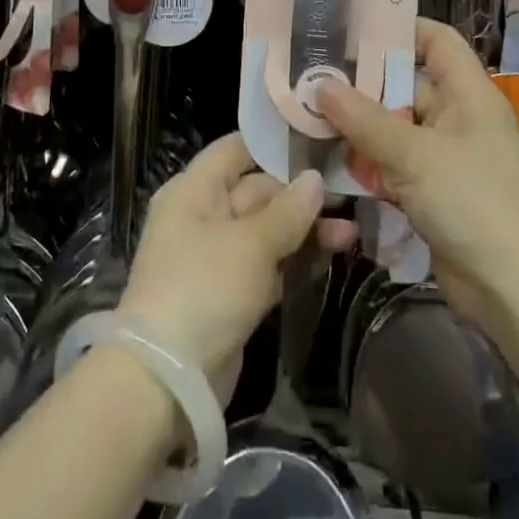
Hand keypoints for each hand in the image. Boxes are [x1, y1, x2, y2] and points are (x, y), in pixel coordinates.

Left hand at [117, 133, 353, 402]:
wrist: (167, 380)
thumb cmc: (204, 288)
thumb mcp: (250, 244)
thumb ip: (287, 211)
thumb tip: (316, 178)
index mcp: (195, 190)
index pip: (236, 149)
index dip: (274, 143)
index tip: (318, 139)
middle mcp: (202, 214)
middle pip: (256, 190)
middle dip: (300, 194)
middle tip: (349, 194)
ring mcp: (215, 255)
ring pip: (265, 229)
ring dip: (304, 229)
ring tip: (351, 231)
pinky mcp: (229, 293)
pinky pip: (266, 263)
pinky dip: (294, 259)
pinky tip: (332, 254)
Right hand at [316, 18, 518, 325]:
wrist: (513, 291)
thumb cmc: (473, 203)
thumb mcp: (414, 155)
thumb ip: (364, 120)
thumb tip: (320, 86)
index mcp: (468, 94)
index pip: (436, 41)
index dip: (399, 29)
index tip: (351, 29)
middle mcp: (457, 118)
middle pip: (405, 84)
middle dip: (362, 83)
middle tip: (312, 75)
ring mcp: (445, 156)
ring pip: (394, 126)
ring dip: (358, 126)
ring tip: (308, 114)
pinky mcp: (432, 191)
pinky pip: (394, 163)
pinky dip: (367, 161)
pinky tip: (329, 160)